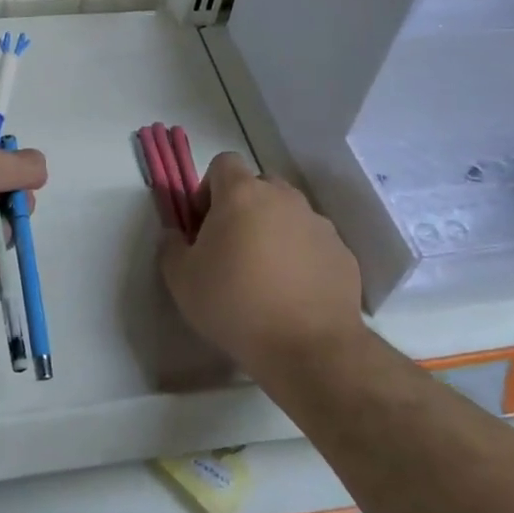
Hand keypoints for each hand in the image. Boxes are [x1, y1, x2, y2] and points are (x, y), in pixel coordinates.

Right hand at [157, 153, 364, 376]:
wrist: (309, 348)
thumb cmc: (235, 305)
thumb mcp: (181, 280)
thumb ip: (171, 247)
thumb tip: (175, 235)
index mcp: (242, 194)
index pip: (223, 163)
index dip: (209, 188)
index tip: (204, 223)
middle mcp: (283, 198)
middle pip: (259, 186)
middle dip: (243, 207)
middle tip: (232, 247)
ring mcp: (318, 224)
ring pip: (288, 214)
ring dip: (274, 231)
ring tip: (265, 274)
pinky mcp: (342, 253)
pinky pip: (313, 242)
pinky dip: (301, 256)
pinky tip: (293, 292)